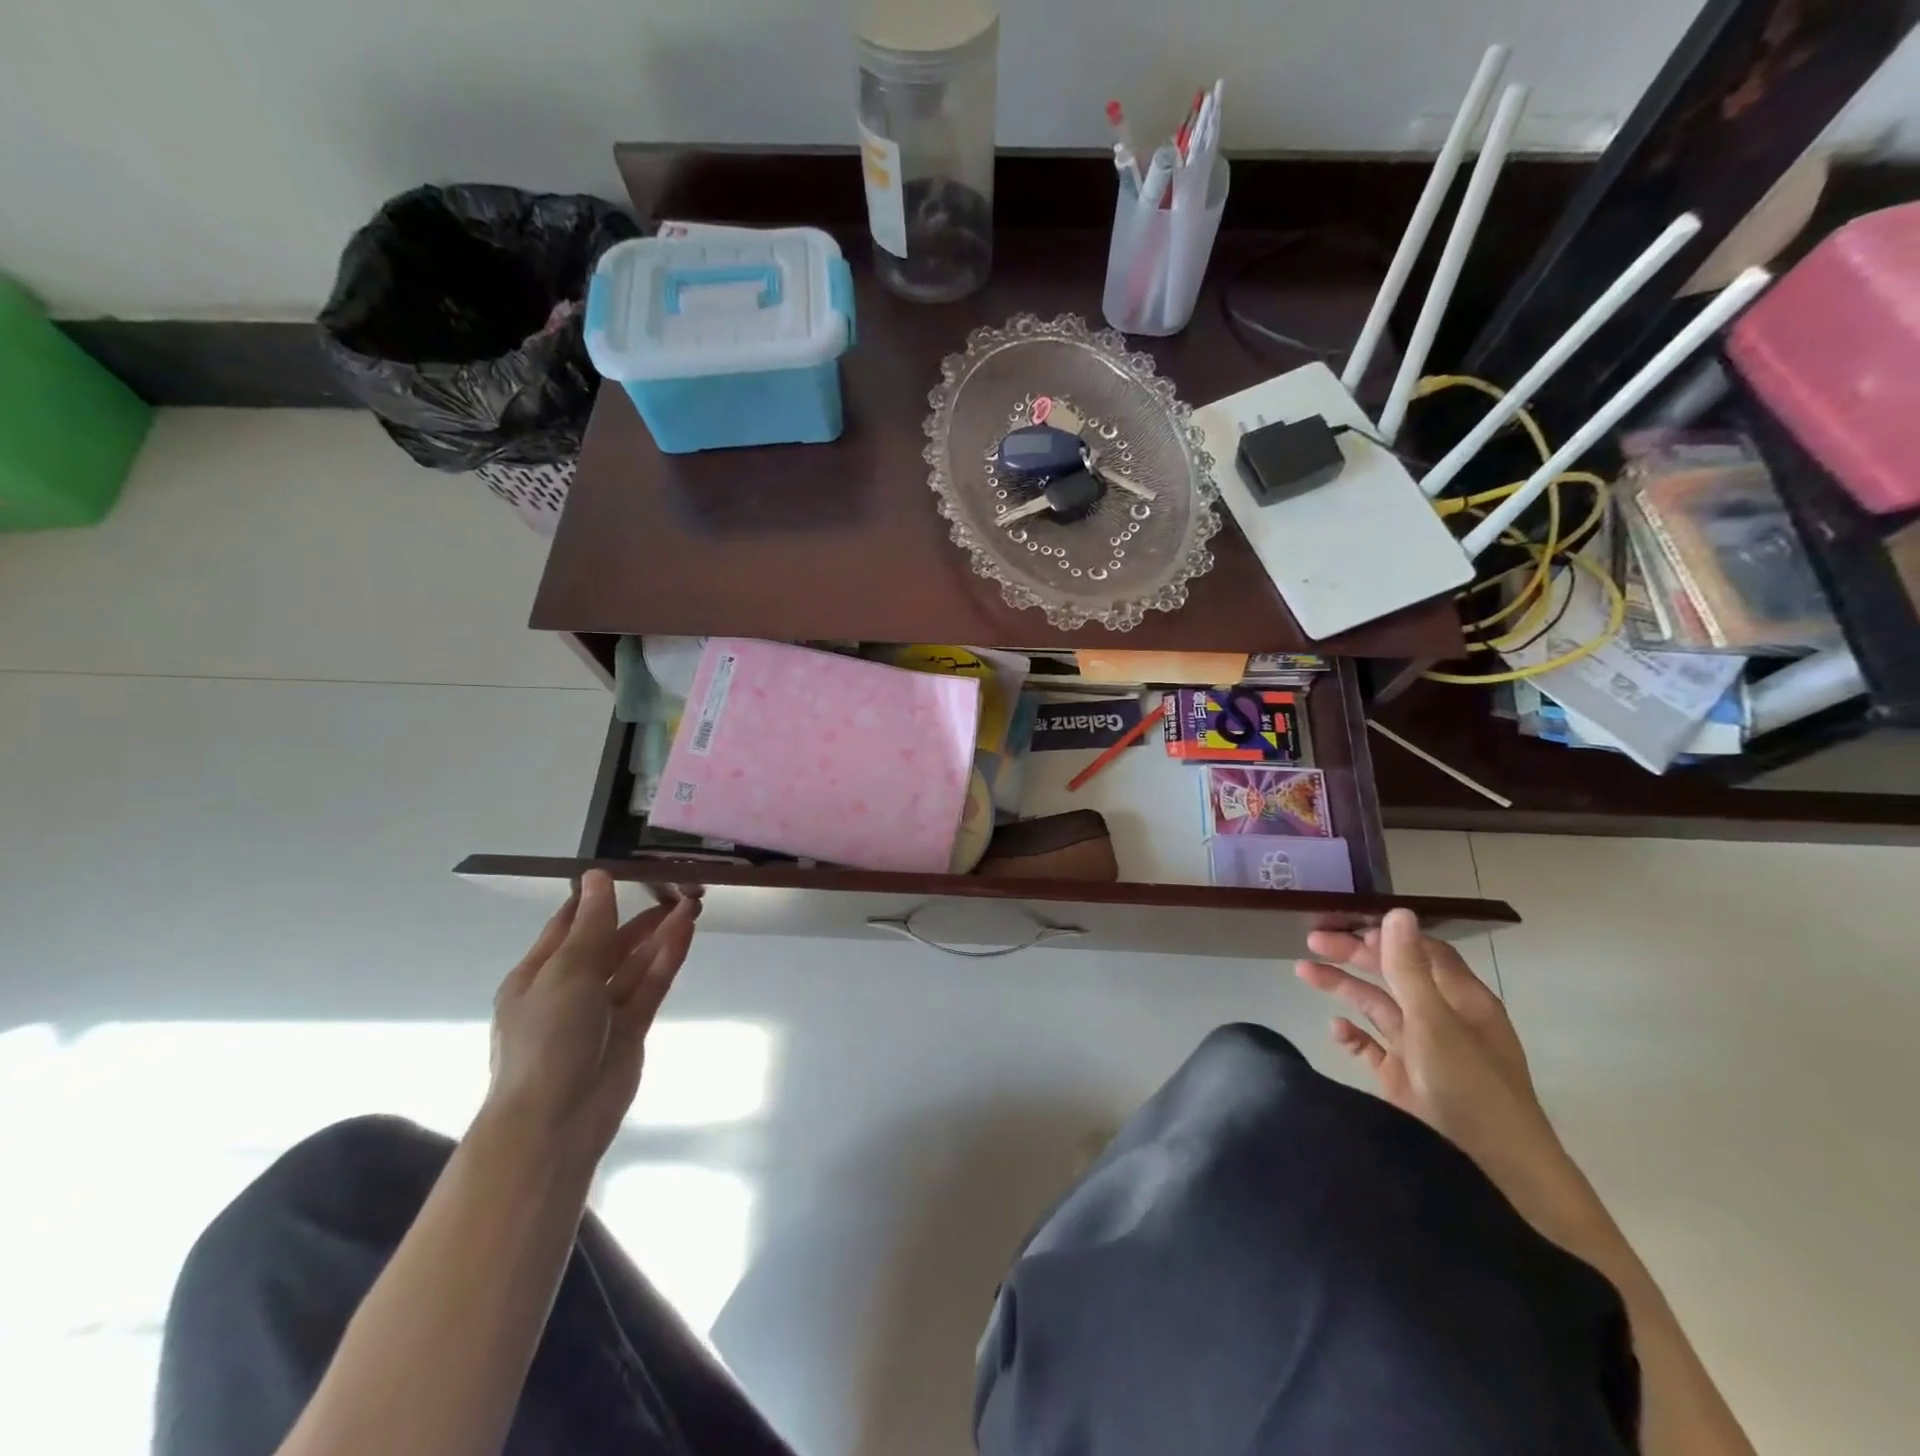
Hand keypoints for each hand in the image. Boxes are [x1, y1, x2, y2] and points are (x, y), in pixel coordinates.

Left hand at [482, 871, 700, 1163]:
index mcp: (537, 975)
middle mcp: (568, 989)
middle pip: (607, 943)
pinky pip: (650, 984)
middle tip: (673, 885)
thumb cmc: (548, 1038)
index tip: (626, 870)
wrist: (558, 1120)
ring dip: (659, 933)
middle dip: (636, 915)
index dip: (595, 898)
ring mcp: (602, 1010)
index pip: (567, 925)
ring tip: (691, 901)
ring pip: (634, 962)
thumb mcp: (566, 971)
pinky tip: (687, 930)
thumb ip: (591, 924)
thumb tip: (596, 875)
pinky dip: (668, 957)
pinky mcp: (631, 1028)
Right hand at [1296, 910, 1595, 1241]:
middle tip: (1311, 942)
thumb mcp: (1436, 1024)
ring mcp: (1422, 1051)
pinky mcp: (1404, 1080)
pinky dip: (1352, 1035)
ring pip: (1377, 1007)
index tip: (1342, 922)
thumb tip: (1396, 912)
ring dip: (1343, 988)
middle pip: (1394, 974)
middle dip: (1354, 956)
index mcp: (1462, 1001)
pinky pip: (1371, 1047)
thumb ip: (1409, 969)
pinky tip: (1334, 1029)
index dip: (1384, 934)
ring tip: (1303, 973)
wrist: (1494, 1179)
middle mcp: (1442, 1020)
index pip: (1420, 951)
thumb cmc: (1471, 1091)